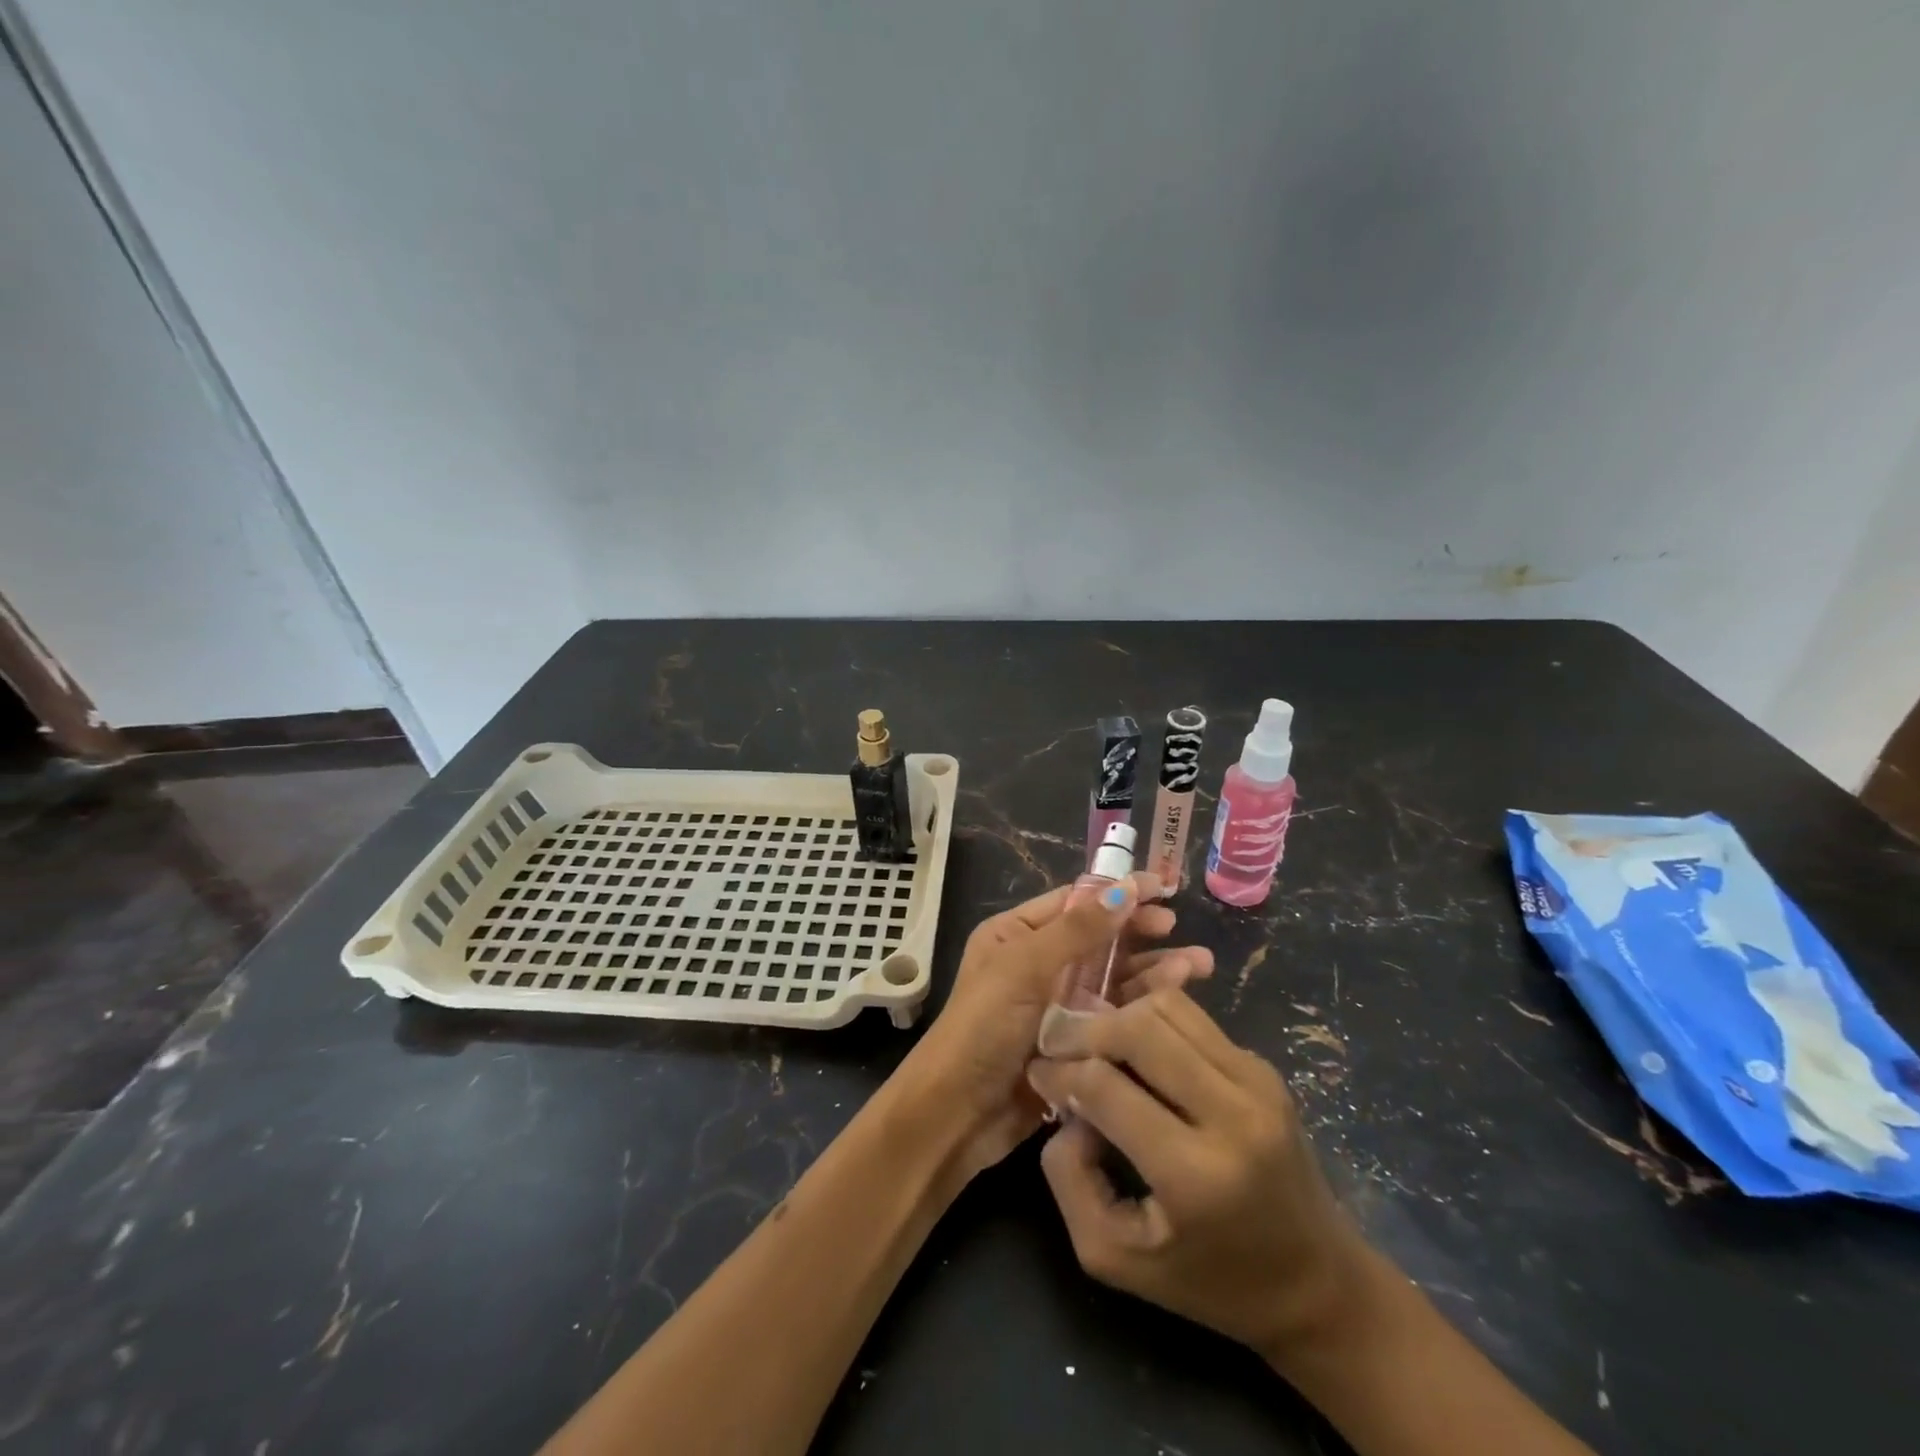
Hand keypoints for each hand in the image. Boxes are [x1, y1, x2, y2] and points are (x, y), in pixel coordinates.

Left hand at [898, 875, 1213, 1178]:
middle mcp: (1038, 964)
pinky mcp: (1076, 1043)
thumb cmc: (983, 1027)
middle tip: (1178, 929)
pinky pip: (1114, 1016)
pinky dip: (1143, 1006)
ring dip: (1151, 970)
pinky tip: (1175, 1000)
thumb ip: (1077, 931)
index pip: (1075, 903)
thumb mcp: (1024, 969)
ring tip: (1197, 966)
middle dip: (1140, 932)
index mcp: (1017, 935)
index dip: (1117, 893)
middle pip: (1099, 940)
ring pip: (1113, 978)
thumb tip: (1124, 888)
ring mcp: (1058, 1005)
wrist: (957, 1113)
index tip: (1161, 887)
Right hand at [1026, 989, 1367, 1362]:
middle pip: (1140, 1028)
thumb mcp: (1116, 1258)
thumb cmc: (1210, 1281)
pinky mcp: (1264, 1067)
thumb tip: (1067, 1107)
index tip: (1038, 1072)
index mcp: (1195, 1174)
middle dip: (1086, 1029)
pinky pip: (1194, 1019)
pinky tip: (1136, 1048)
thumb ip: (1071, 1178)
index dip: (1060, 1071)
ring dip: (1120, 1016)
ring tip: (1096, 1042)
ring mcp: (1256, 1082)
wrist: (1317, 1283)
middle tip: (1058, 1043)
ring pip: (1169, 1007)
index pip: (1106, 1086)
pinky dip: (1153, 1021)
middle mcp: (1233, 1114)